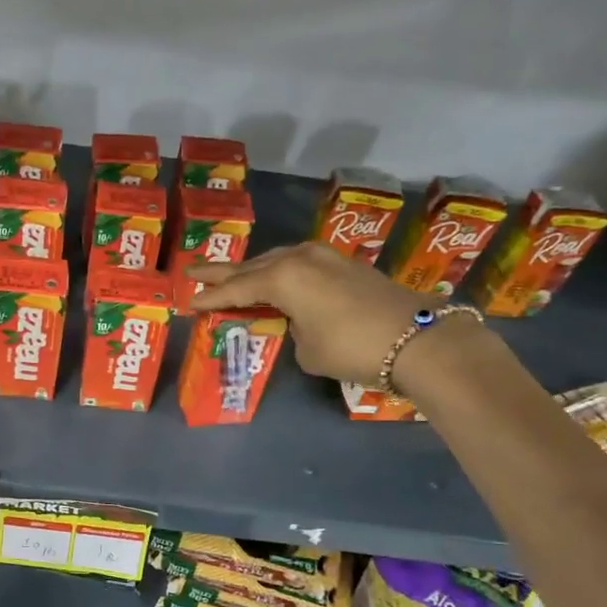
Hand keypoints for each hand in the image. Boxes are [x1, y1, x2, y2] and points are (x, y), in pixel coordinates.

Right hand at [189, 243, 440, 386]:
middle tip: (193, 273)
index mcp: (281, 277)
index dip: (211, 298)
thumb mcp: (307, 349)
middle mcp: (299, 258)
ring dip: (253, 270)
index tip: (188, 302)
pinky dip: (280, 272)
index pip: (235, 289)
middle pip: (251, 267)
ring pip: (276, 261)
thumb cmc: (352, 347)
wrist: (418, 339)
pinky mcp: (344, 263)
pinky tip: (274, 280)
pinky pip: (298, 264)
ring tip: (231, 277)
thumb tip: (299, 321)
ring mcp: (324, 256)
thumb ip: (292, 330)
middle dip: (222, 273)